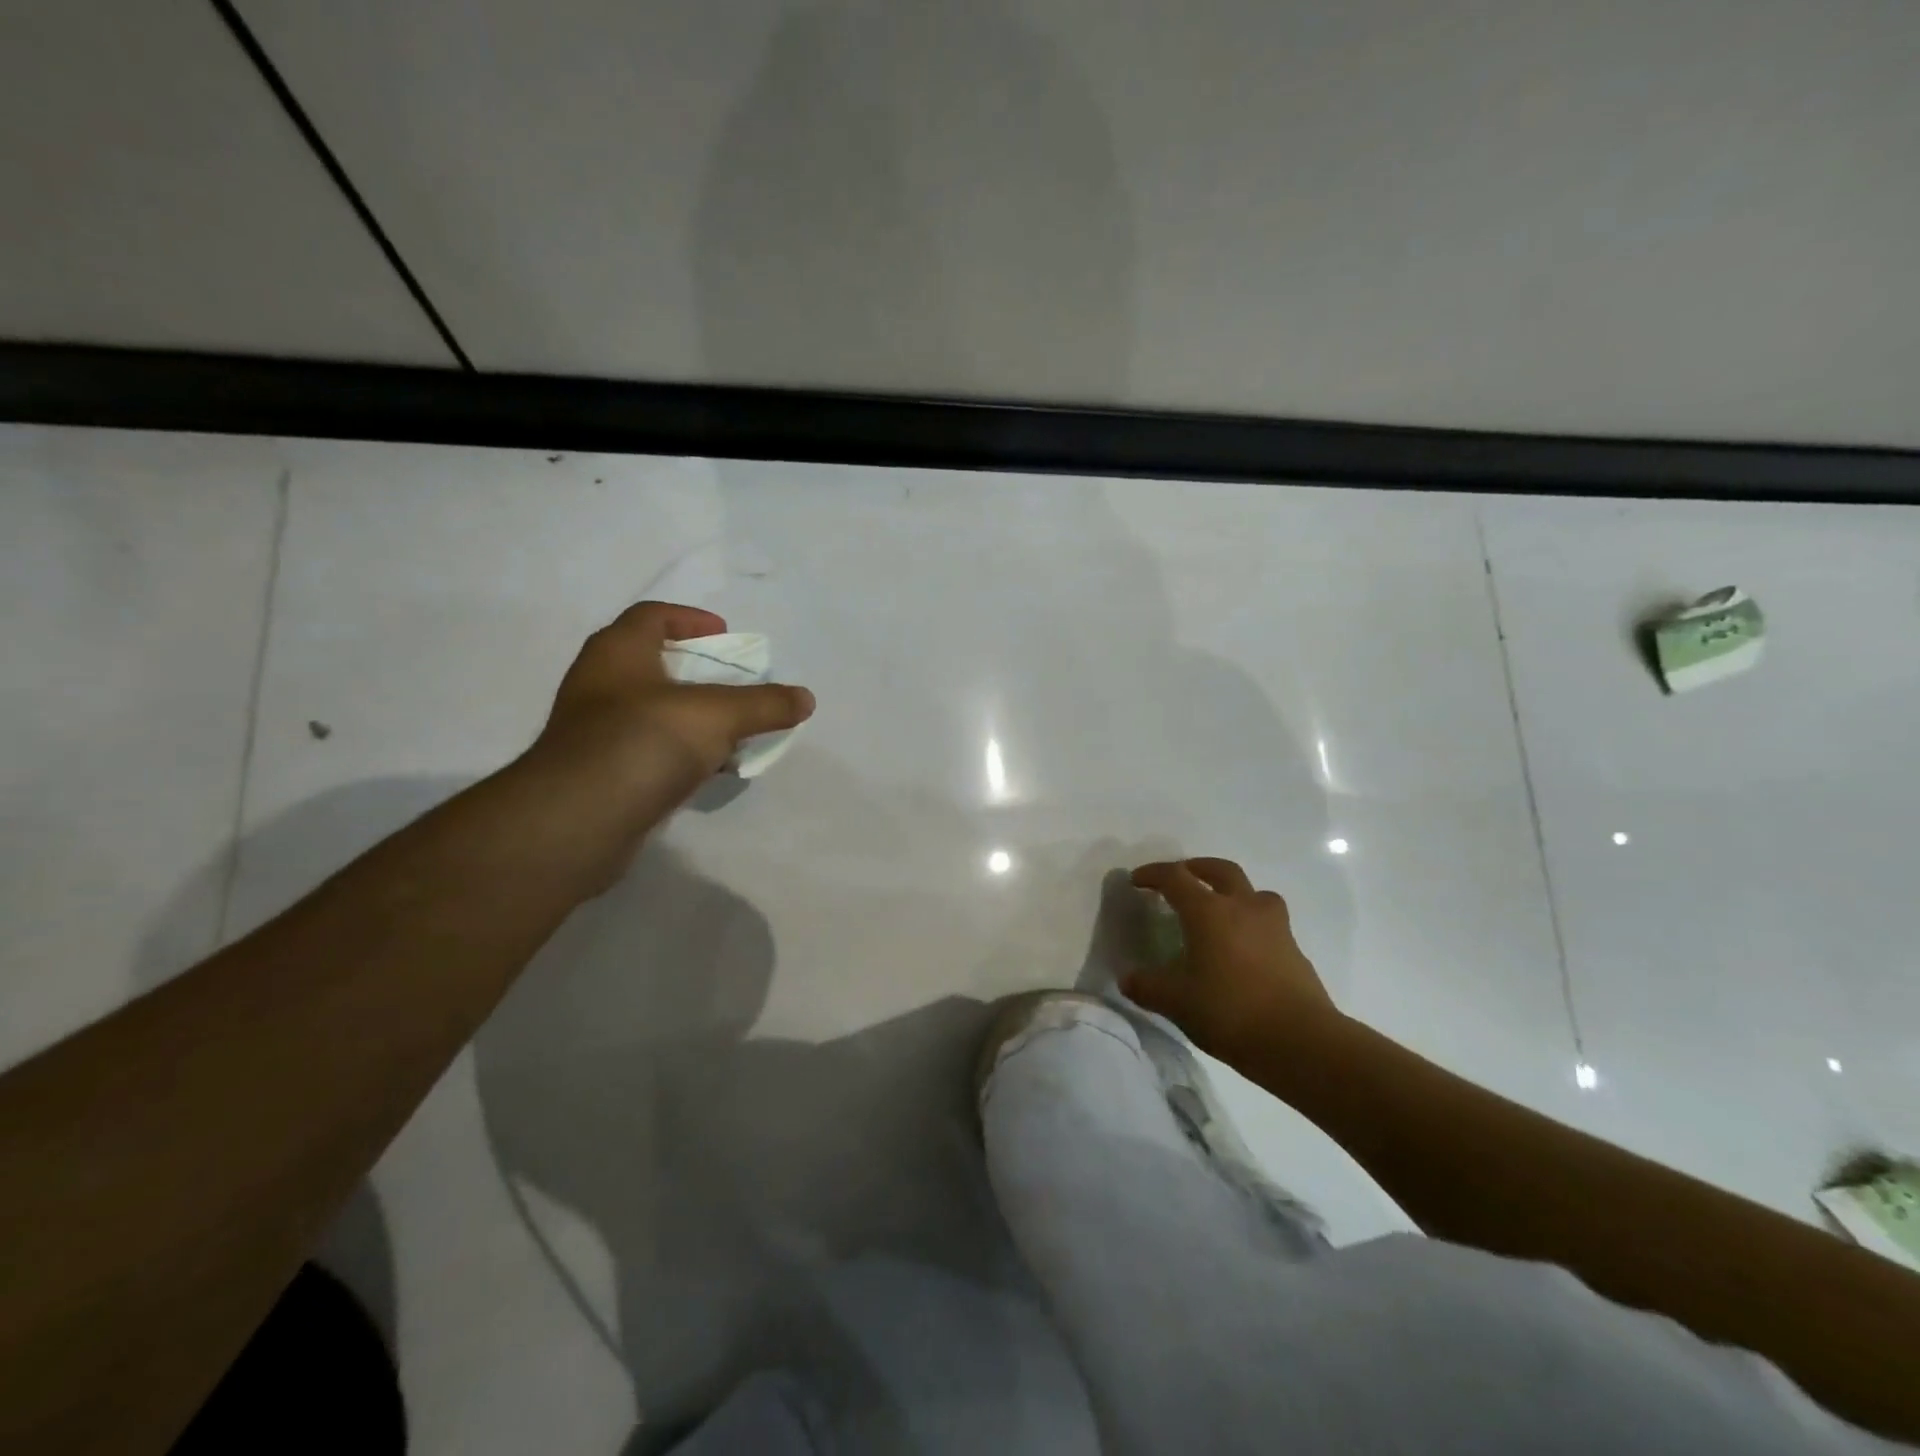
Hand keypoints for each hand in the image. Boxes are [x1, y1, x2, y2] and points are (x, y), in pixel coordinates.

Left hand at [532, 601, 814, 796]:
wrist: (578, 821)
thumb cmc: (644, 742)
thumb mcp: (717, 716)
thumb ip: (765, 704)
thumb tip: (806, 699)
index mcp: (618, 653)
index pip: (652, 616)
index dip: (690, 619)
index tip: (725, 635)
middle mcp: (600, 684)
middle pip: (655, 663)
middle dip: (699, 671)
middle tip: (737, 683)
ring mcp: (597, 731)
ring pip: (654, 711)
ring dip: (693, 716)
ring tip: (733, 729)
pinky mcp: (602, 772)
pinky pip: (650, 749)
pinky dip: (682, 752)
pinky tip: (710, 769)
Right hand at [1124, 857, 1340, 1062]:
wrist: (1301, 1042)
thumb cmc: (1230, 1011)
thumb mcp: (1176, 1002)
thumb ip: (1148, 986)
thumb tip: (1128, 978)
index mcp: (1208, 911)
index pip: (1175, 877)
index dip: (1153, 874)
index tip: (1137, 880)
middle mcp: (1242, 907)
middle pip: (1220, 870)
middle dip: (1197, 868)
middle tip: (1181, 878)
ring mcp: (1274, 926)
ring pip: (1253, 892)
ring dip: (1232, 891)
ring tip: (1219, 909)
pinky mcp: (1294, 949)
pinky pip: (1268, 921)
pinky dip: (1250, 922)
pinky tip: (1242, 948)